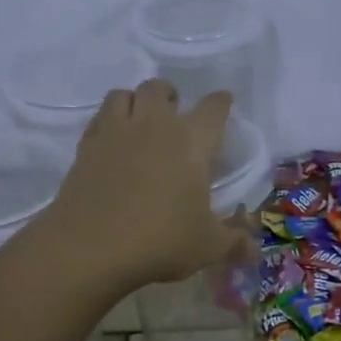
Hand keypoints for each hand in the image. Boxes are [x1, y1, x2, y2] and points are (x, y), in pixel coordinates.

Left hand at [38, 80, 248, 289]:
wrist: (91, 246)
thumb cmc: (161, 240)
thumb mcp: (207, 247)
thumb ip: (234, 243)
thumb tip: (255, 251)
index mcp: (192, 141)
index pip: (213, 108)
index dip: (221, 103)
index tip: (224, 102)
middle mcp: (154, 125)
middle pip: (161, 89)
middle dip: (171, 96)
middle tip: (175, 114)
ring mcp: (116, 132)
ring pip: (124, 94)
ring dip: (135, 101)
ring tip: (140, 120)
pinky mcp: (86, 146)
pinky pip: (99, 118)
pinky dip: (109, 121)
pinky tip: (113, 142)